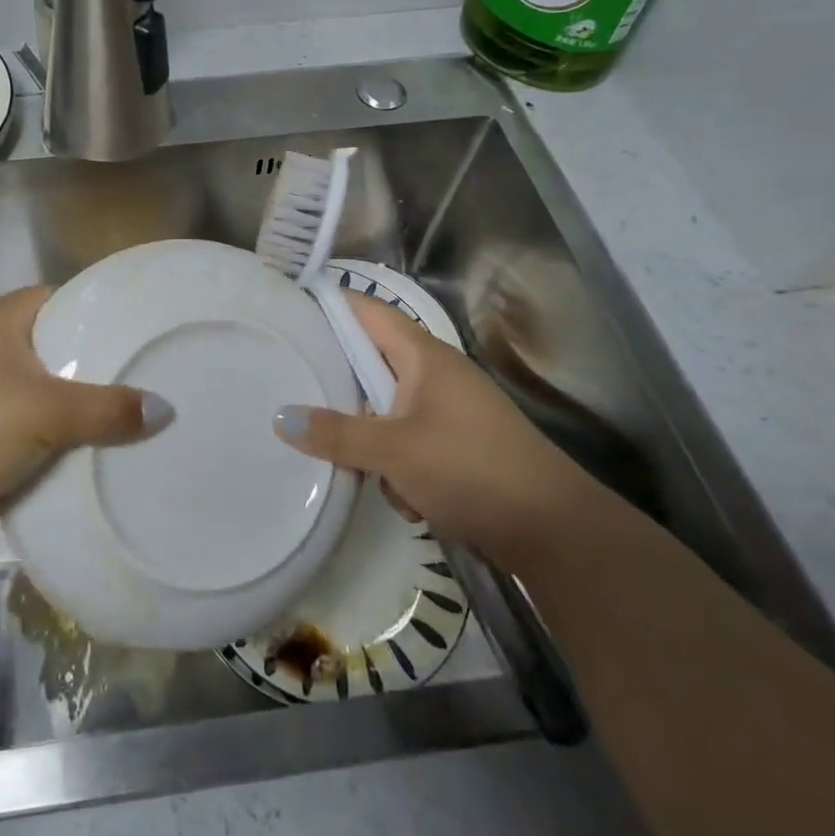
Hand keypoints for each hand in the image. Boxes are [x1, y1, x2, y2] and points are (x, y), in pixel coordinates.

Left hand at [0, 286, 169, 546]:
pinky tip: (105, 444)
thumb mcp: (47, 411)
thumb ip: (108, 408)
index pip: (63, 299)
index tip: (142, 327)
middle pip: (60, 346)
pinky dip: (65, 434)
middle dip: (100, 363)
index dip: (101, 311)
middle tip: (152, 372)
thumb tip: (165, 409)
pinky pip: (38, 424)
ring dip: (84, 404)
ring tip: (141, 409)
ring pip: (50, 389)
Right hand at [272, 294, 594, 566]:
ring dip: (371, 441)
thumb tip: (280, 418)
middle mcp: (436, 375)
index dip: (330, 304)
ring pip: (386, 411)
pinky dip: (399, 467)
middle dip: (340, 387)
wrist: (554, 531)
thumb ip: (336, 434)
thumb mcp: (394, 451)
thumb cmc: (471, 468)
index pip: (368, 311)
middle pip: (371, 364)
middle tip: (292, 390)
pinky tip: (406, 499)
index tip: (287, 310)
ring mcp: (449, 412)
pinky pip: (408, 444)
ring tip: (360, 469)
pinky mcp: (457, 447)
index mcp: (424, 356)